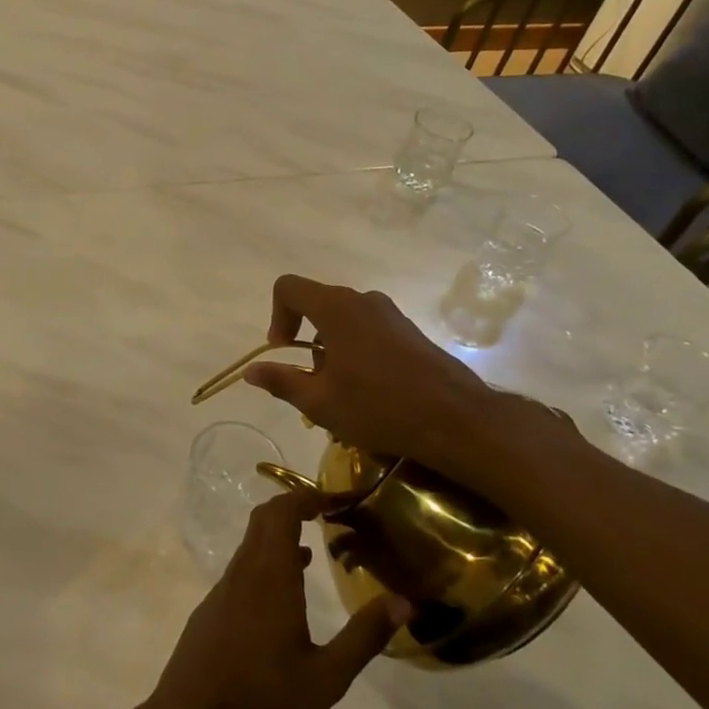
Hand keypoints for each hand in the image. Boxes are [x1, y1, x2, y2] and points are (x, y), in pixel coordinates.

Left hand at [143, 493, 409, 708]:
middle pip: (264, 519)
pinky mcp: (212, 607)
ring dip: (281, 535)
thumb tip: (403, 602)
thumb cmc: (264, 698)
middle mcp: (243, 571)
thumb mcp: (326, 677)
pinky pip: (242, 567)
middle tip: (329, 514)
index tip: (339, 499)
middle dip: (295, 506)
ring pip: (251, 544)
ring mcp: (223, 588)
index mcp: (270, 576)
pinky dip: (266, 560)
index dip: (309, 496)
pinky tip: (286, 592)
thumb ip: (364, 637)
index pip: (283, 512)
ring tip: (315, 548)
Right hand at [240, 274, 560, 486]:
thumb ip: (281, 381)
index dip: (276, 315)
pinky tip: (369, 390)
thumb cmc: (379, 408)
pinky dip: (356, 350)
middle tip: (311, 381)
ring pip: (344, 319)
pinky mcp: (410, 331)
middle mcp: (363, 300)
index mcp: (335, 308)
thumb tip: (250, 371)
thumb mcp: (320, 402)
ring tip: (341, 391)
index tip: (283, 351)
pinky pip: (369, 329)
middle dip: (304, 338)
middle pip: (317, 304)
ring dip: (330, 348)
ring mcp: (391, 314)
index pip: (288, 288)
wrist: (458, 421)